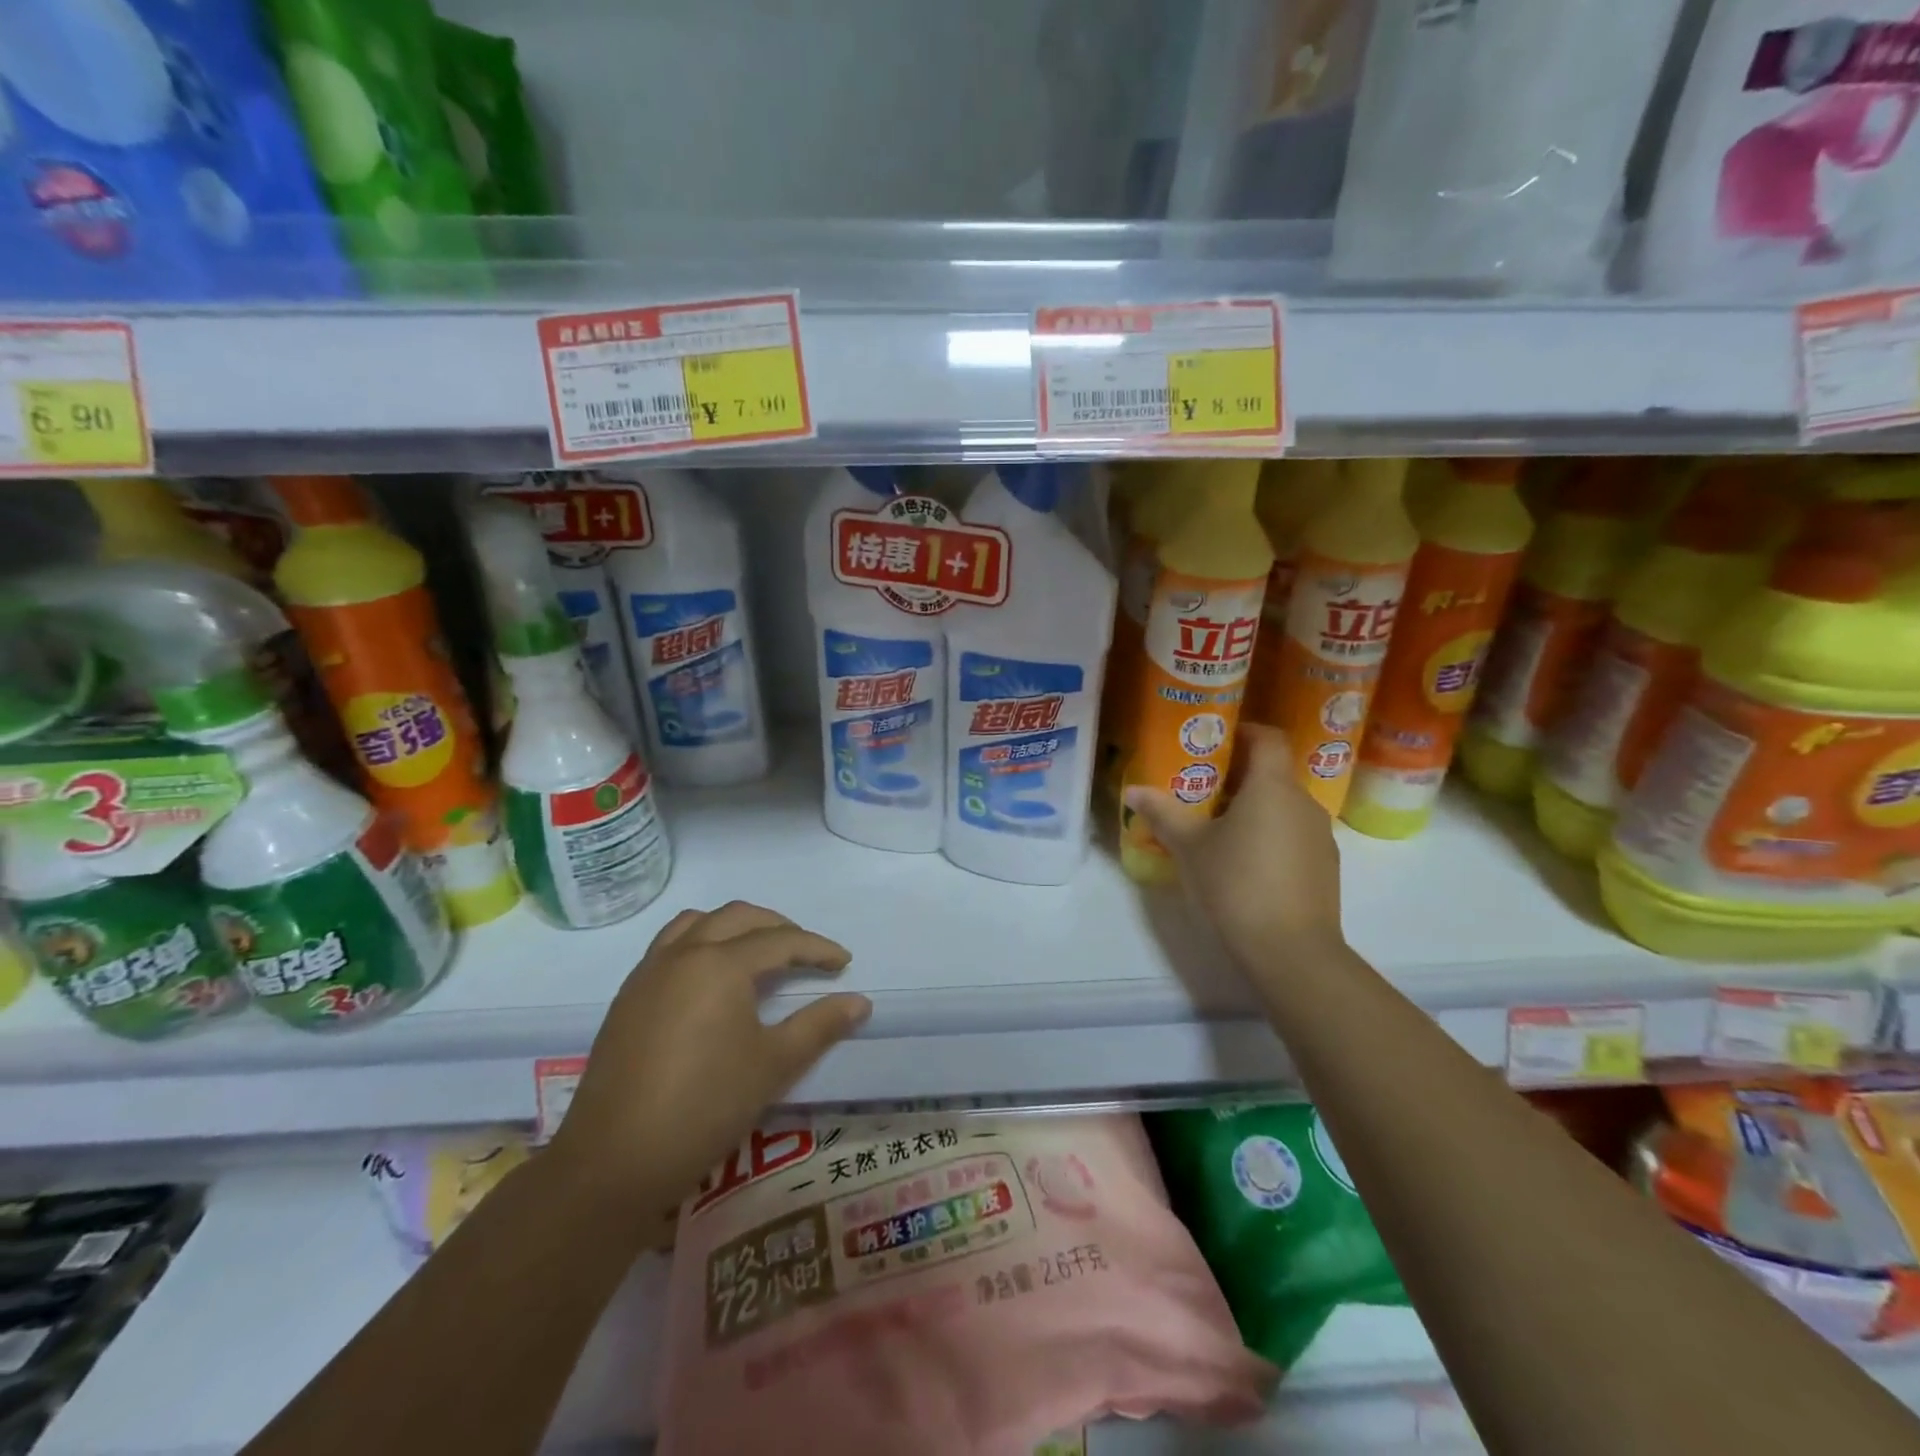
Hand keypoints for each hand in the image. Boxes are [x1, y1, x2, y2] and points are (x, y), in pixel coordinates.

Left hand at [548, 902, 869, 1225]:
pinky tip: (711, 980)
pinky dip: (701, 942)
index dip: (817, 949)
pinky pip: (670, 945)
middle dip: (779, 927)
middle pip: (739, 917)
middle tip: (805, 953)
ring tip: (759, 953)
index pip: (780, 941)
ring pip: (699, 923)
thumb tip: (860, 1002)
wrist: (613, 1162)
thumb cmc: (704, 1108)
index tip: (844, 962)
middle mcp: (683, 954)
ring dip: (735, 927)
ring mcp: (649, 972)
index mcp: (720, 964)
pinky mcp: (628, 996)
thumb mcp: (773, 1065)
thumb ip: (819, 1026)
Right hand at [1124, 724, 1345, 976]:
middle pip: (1273, 773)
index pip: (1268, 738)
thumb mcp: (1189, 847)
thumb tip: (1133, 791)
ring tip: (1219, 827)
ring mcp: (1320, 836)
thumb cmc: (1235, 884)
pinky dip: (1270, 835)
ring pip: (1284, 806)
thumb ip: (1162, 813)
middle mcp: (1303, 803)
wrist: (1291, 951)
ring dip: (1255, 808)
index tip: (1215, 740)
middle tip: (1201, 789)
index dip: (1244, 731)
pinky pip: (1294, 835)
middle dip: (1239, 775)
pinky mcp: (1325, 867)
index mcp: (1272, 787)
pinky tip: (1245, 862)